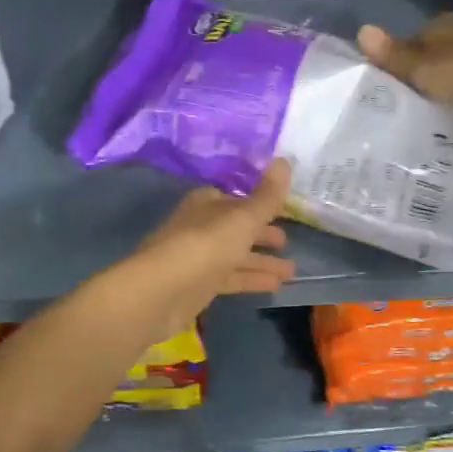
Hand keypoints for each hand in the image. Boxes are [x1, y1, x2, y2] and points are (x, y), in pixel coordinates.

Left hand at [111, 159, 295, 338]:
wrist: (160, 291)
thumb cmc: (204, 245)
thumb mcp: (242, 218)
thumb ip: (267, 195)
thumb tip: (284, 159)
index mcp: (207, 203)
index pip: (235, 198)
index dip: (258, 203)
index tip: (282, 210)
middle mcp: (201, 226)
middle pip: (236, 228)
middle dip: (261, 234)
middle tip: (287, 242)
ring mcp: (199, 257)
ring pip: (236, 255)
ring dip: (262, 261)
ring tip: (292, 270)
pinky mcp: (199, 285)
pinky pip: (231, 278)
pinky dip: (252, 279)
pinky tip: (275, 286)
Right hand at [358, 14, 452, 108]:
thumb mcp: (422, 69)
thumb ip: (393, 55)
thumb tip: (360, 30)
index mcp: (440, 23)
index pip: (416, 36)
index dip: (408, 56)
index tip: (403, 79)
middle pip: (442, 44)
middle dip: (435, 62)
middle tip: (425, 89)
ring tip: (451, 94)